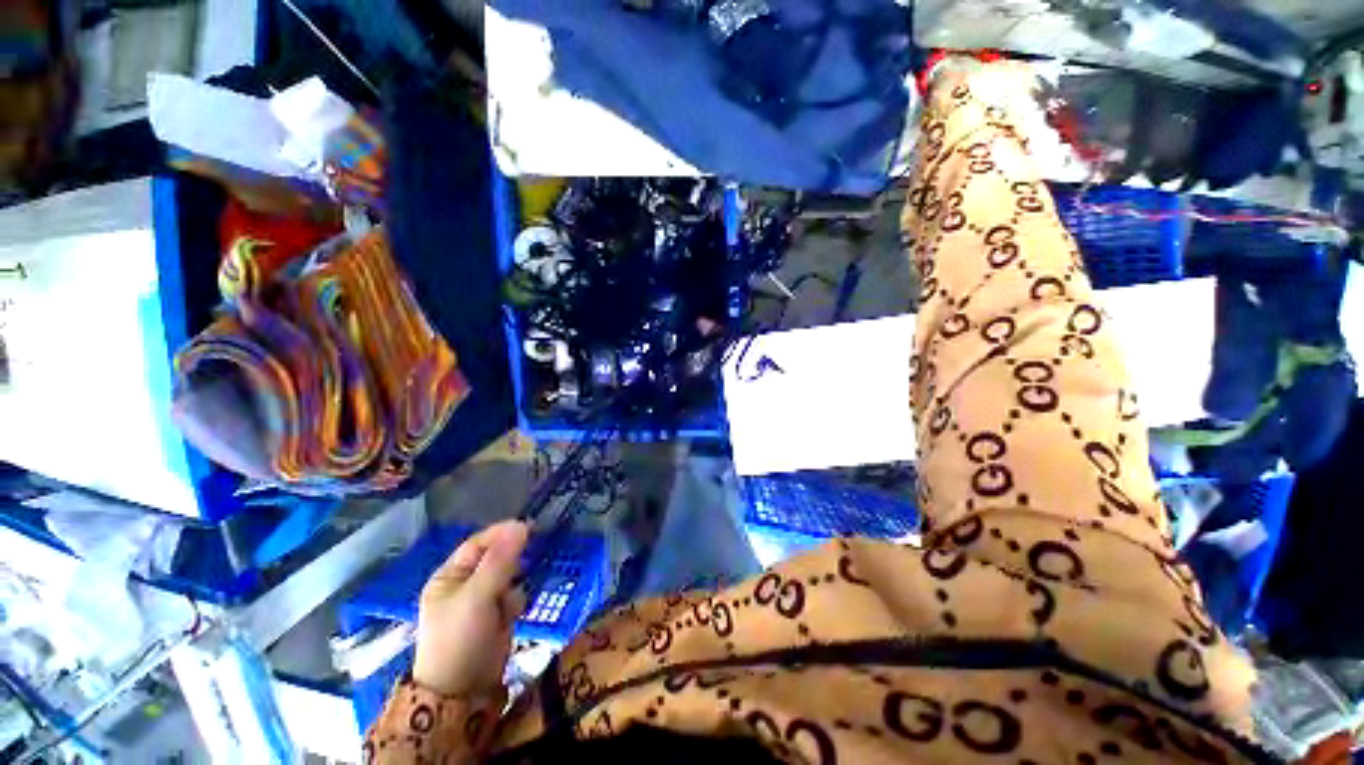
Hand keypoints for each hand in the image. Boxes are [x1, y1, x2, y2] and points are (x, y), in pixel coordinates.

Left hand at [412, 521, 528, 696]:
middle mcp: (464, 585)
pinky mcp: (495, 616)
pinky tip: (512, 615)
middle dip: (511, 561)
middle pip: (495, 558)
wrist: (463, 693)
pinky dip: (516, 601)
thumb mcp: (477, 596)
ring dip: (514, 585)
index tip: (529, 527)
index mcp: (449, 576)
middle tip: (527, 562)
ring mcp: (480, 602)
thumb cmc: (460, 639)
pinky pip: (512, 596)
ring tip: (509, 603)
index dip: (502, 533)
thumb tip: (522, 525)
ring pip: (508, 576)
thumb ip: (500, 561)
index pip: (478, 543)